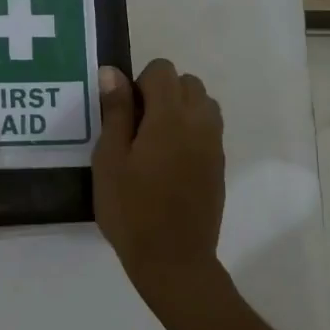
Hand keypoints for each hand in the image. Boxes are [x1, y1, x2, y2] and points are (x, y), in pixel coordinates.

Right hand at [92, 59, 226, 304]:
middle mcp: (199, 122)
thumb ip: (115, 111)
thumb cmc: (131, 209)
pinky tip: (169, 161)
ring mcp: (214, 144)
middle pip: (187, 82)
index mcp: (170, 117)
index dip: (140, 82)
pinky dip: (191, 129)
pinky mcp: (219, 164)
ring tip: (155, 141)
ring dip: (180, 108)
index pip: (163, 70)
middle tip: (137, 126)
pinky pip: (209, 128)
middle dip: (162, 92)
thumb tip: (113, 72)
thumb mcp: (110, 159)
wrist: (173, 259)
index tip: (124, 113)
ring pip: (203, 103)